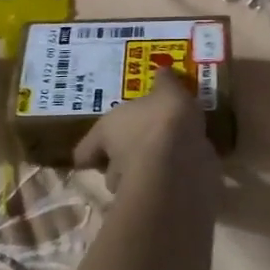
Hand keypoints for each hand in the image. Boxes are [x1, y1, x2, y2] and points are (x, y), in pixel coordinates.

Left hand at [72, 66, 219, 195]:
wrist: (181, 161)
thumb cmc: (164, 119)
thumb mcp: (169, 90)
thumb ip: (165, 82)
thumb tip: (161, 69)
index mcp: (107, 130)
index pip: (85, 150)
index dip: (90, 151)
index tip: (96, 154)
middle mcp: (114, 160)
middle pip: (109, 168)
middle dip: (122, 162)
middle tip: (141, 150)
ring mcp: (134, 185)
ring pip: (132, 183)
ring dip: (145, 175)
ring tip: (165, 163)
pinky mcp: (157, 200)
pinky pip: (160, 190)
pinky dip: (169, 184)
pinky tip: (184, 174)